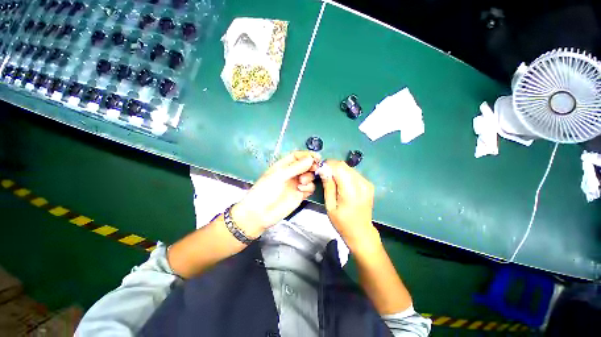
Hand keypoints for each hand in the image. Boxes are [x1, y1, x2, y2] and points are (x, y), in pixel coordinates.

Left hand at [231, 151, 320, 236]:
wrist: (260, 213)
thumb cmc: (265, 191)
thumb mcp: (279, 176)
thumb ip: (296, 167)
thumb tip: (310, 159)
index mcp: (283, 166)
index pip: (297, 156)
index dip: (307, 155)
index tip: (316, 157)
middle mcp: (291, 174)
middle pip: (305, 166)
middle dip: (311, 165)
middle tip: (315, 167)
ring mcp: (296, 184)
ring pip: (309, 176)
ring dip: (309, 177)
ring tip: (301, 182)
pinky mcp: (300, 194)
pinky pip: (310, 188)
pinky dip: (308, 187)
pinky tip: (301, 190)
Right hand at [321, 160, 379, 250]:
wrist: (361, 232)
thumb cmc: (342, 222)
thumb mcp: (330, 206)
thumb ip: (328, 186)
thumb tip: (323, 170)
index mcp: (351, 192)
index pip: (339, 168)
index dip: (328, 165)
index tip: (320, 169)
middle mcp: (362, 184)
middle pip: (345, 166)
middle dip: (332, 166)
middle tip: (324, 174)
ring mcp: (367, 184)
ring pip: (349, 168)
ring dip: (338, 170)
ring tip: (331, 179)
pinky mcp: (368, 184)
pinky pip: (354, 173)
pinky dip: (345, 174)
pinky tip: (341, 183)